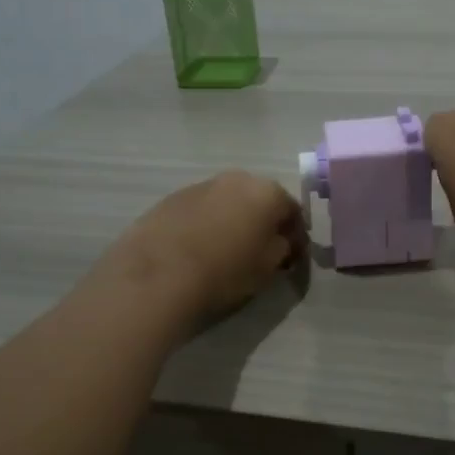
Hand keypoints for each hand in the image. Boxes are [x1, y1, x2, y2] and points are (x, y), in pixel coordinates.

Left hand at [98, 170, 303, 330]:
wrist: (159, 275)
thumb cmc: (226, 271)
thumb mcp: (268, 267)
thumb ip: (283, 247)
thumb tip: (282, 240)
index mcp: (266, 192)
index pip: (293, 210)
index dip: (295, 235)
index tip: (291, 257)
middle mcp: (235, 179)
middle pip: (258, 200)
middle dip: (262, 222)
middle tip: (259, 252)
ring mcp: (200, 185)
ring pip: (226, 202)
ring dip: (231, 221)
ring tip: (224, 251)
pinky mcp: (170, 199)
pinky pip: (199, 211)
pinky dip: (204, 225)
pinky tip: (196, 249)